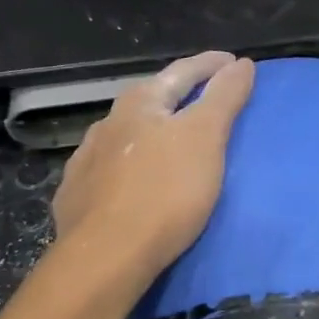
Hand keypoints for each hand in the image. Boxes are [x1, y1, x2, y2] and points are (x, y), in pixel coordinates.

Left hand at [53, 52, 256, 280]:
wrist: (105, 257)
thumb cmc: (164, 192)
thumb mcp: (205, 138)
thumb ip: (223, 97)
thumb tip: (242, 63)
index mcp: (140, 104)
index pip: (182, 72)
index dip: (210, 65)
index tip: (232, 61)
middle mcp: (107, 124)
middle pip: (150, 101)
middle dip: (177, 96)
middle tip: (204, 99)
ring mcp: (86, 160)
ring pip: (125, 136)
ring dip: (149, 132)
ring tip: (170, 141)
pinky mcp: (76, 196)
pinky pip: (108, 170)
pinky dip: (128, 165)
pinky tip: (132, 179)